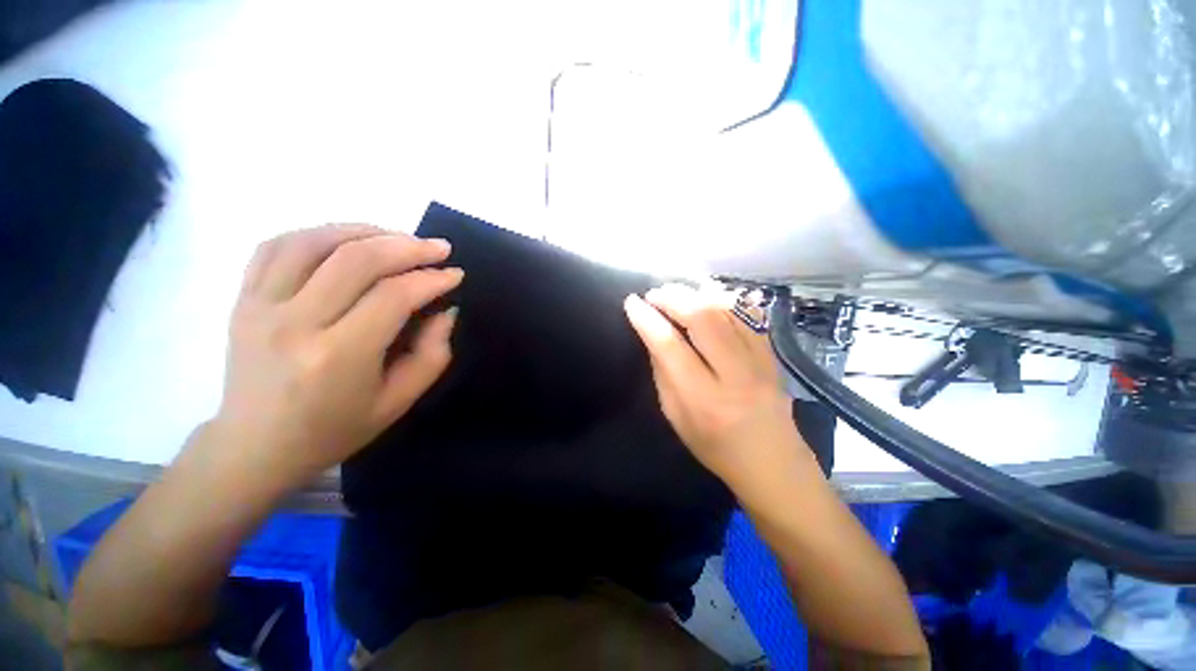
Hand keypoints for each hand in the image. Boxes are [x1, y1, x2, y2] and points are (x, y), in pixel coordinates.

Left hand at [210, 224, 462, 488]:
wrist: (254, 446)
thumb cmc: (334, 430)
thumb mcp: (398, 402)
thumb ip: (432, 354)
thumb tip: (445, 311)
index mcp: (338, 356)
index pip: (393, 296)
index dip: (431, 280)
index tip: (454, 275)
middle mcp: (295, 323)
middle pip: (357, 260)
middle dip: (408, 246)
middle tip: (438, 248)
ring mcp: (260, 306)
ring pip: (315, 242)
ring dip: (365, 231)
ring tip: (398, 238)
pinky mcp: (243, 299)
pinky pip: (277, 246)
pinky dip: (318, 233)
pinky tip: (347, 240)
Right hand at [624, 284, 814, 491]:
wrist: (773, 464)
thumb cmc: (715, 447)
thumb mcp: (676, 418)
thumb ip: (663, 374)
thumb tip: (654, 336)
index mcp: (703, 399)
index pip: (670, 346)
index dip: (647, 320)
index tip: (632, 303)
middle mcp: (733, 376)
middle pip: (703, 319)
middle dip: (673, 298)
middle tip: (655, 293)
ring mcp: (759, 362)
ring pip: (727, 311)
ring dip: (696, 294)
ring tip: (676, 292)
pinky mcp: (772, 356)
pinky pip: (748, 316)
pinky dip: (724, 300)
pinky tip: (707, 296)